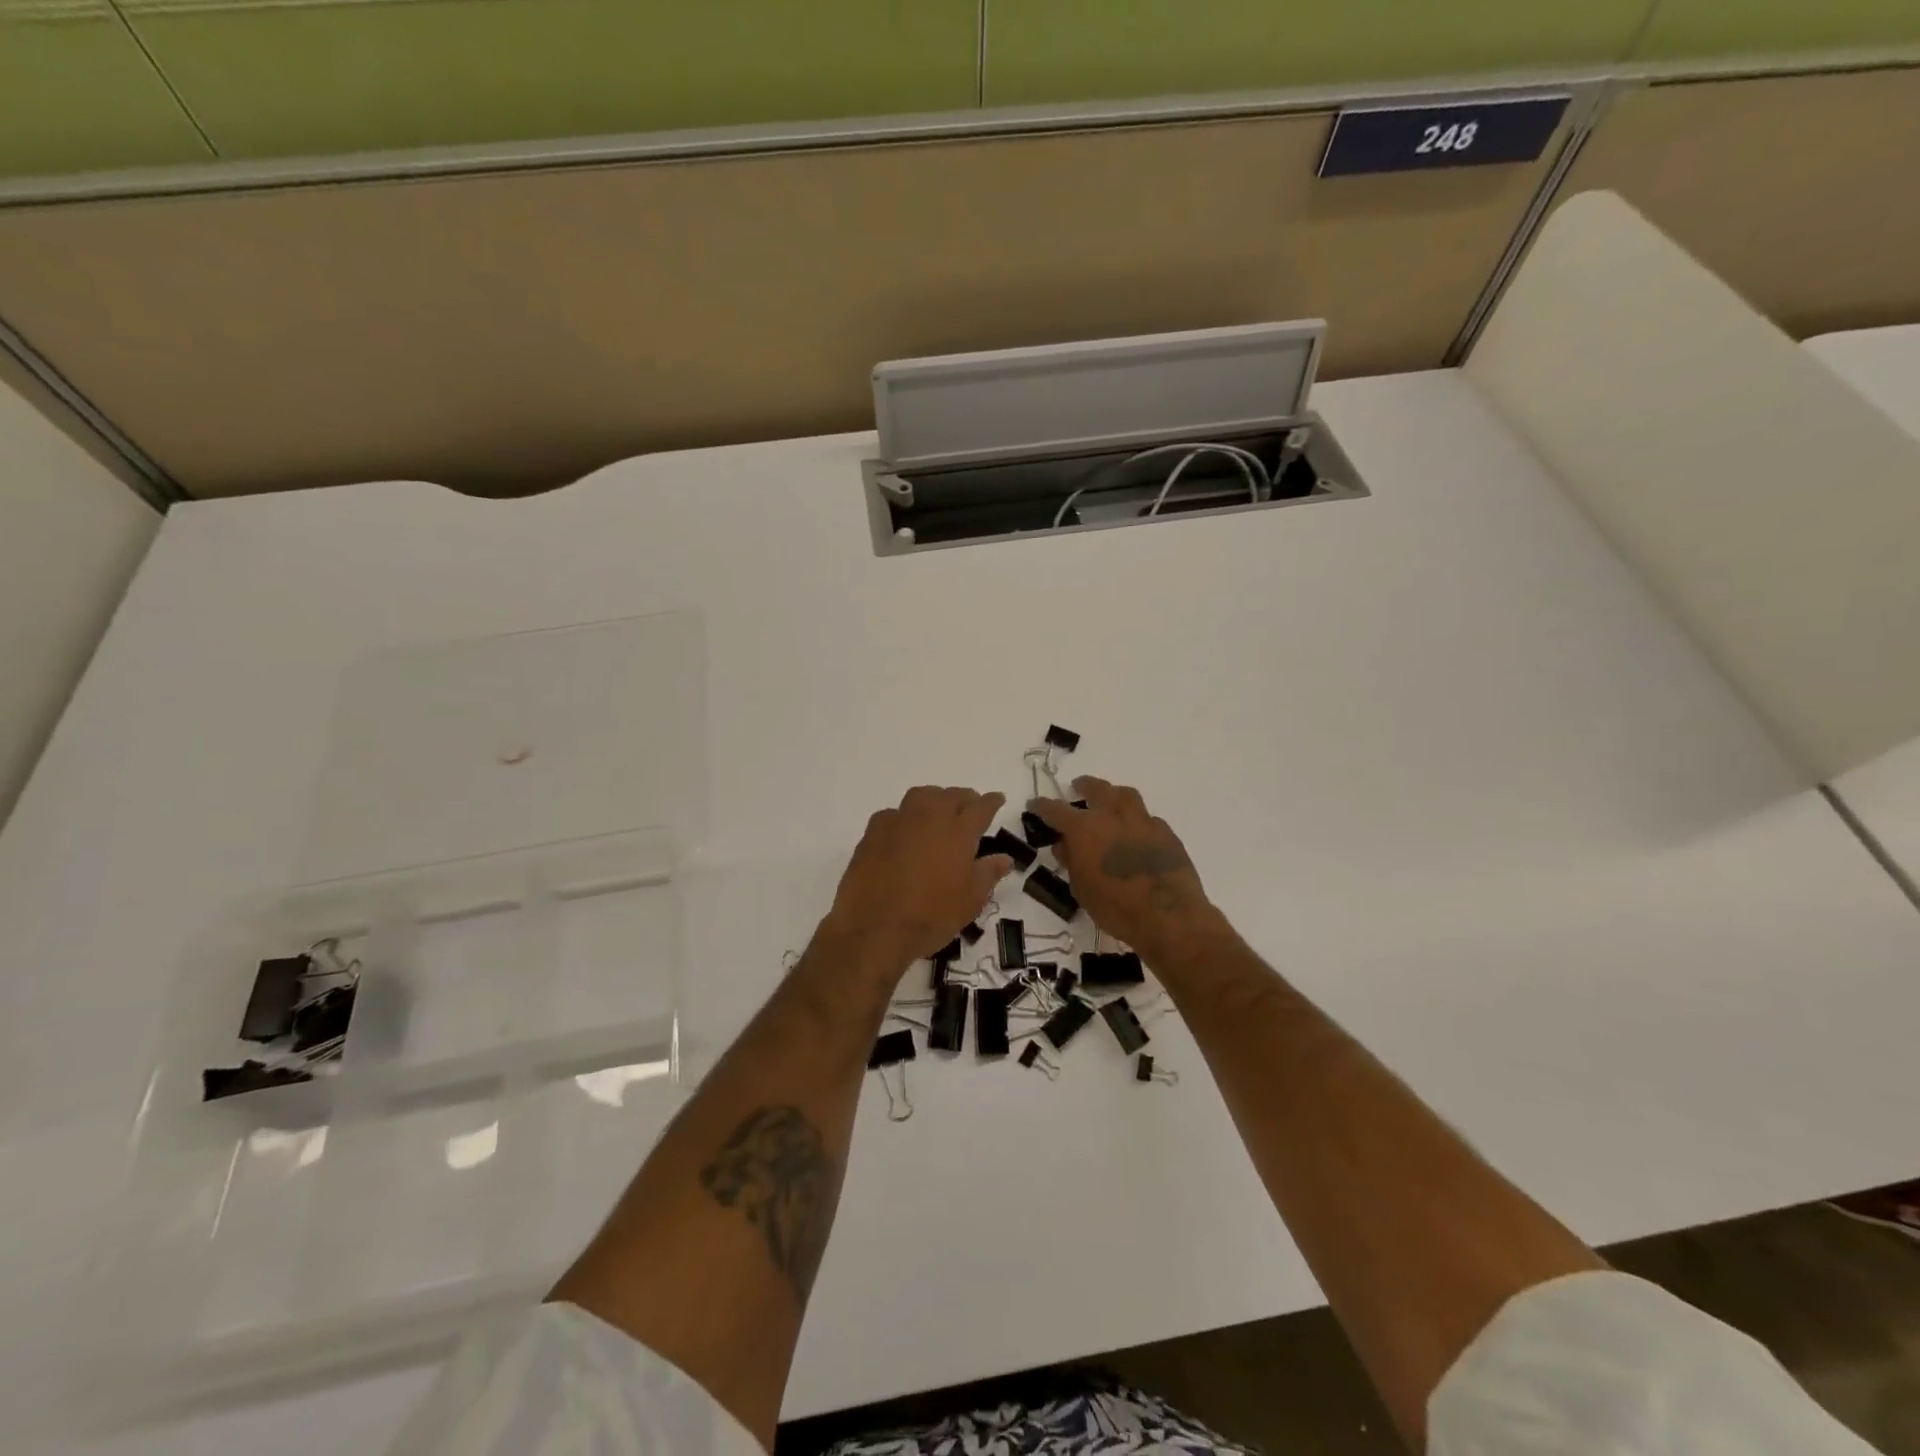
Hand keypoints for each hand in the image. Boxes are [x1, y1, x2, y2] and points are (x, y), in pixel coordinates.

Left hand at [823, 787, 1012, 965]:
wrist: (876, 928)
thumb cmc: (932, 916)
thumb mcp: (971, 900)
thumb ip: (988, 873)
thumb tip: (1004, 858)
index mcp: (959, 831)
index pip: (981, 807)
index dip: (992, 801)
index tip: (997, 799)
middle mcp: (929, 817)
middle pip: (950, 795)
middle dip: (964, 798)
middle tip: (969, 808)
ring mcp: (898, 822)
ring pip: (920, 796)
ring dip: (934, 800)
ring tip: (937, 813)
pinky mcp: (873, 832)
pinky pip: (893, 814)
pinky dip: (903, 817)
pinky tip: (903, 832)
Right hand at [1026, 777, 1220, 962]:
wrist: (1169, 917)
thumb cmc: (1116, 908)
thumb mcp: (1081, 889)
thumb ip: (1071, 861)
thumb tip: (1065, 845)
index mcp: (1084, 829)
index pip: (1055, 810)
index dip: (1042, 806)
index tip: (1035, 805)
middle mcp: (1112, 816)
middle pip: (1096, 788)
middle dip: (1084, 786)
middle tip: (1077, 788)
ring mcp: (1142, 821)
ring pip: (1125, 795)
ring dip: (1112, 794)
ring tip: (1109, 801)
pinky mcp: (1166, 832)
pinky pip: (1147, 817)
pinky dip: (1136, 820)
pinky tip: (1136, 833)